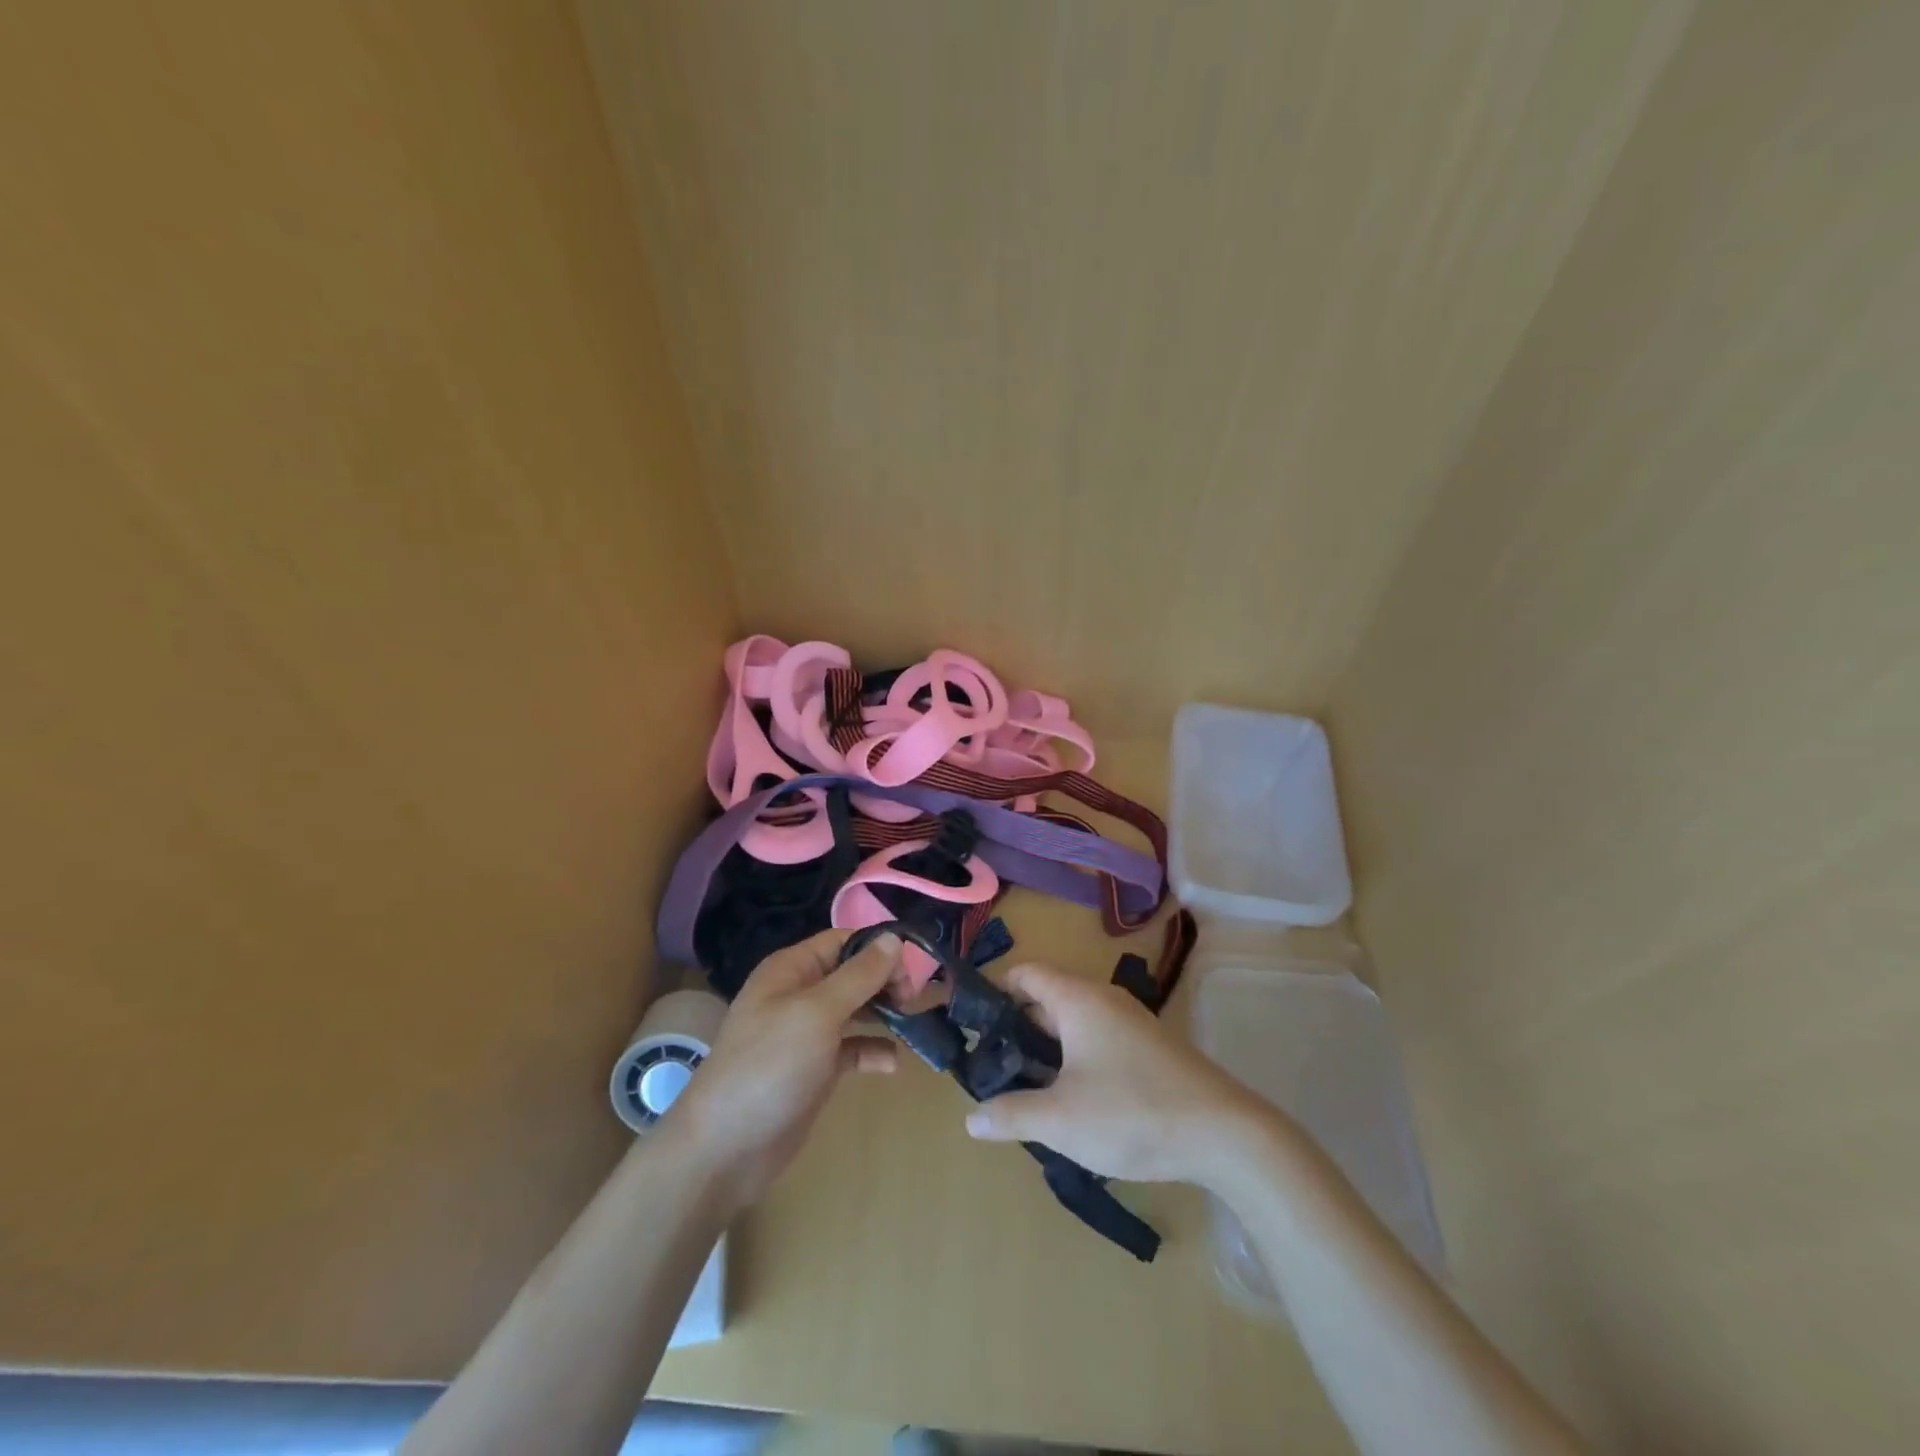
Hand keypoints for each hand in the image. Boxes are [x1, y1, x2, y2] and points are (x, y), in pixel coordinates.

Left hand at [663, 929, 900, 1208]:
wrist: (725, 1148)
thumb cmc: (770, 1066)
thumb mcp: (817, 1013)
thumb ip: (858, 975)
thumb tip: (893, 938)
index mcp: (792, 969)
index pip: (843, 941)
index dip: (879, 947)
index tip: (916, 965)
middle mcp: (799, 994)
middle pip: (852, 973)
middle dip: (886, 981)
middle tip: (914, 1000)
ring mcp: (807, 1034)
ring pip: (856, 1010)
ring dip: (885, 1014)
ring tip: (914, 1025)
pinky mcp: (815, 1069)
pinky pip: (853, 1049)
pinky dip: (873, 1051)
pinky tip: (891, 1065)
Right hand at [963, 962, 1268, 1185]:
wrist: (1225, 1133)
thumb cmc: (1132, 1112)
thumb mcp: (1060, 1120)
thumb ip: (1011, 1115)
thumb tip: (971, 1118)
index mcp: (1078, 999)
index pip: (1026, 973)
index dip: (996, 991)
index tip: (973, 1023)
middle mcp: (1104, 999)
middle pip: (1048, 997)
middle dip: (1017, 1025)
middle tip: (991, 1062)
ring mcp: (1131, 1022)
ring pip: (1075, 1021)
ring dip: (1048, 1045)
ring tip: (1025, 1084)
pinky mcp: (1150, 1048)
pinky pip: (1098, 1038)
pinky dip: (1076, 1056)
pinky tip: (1072, 1097)